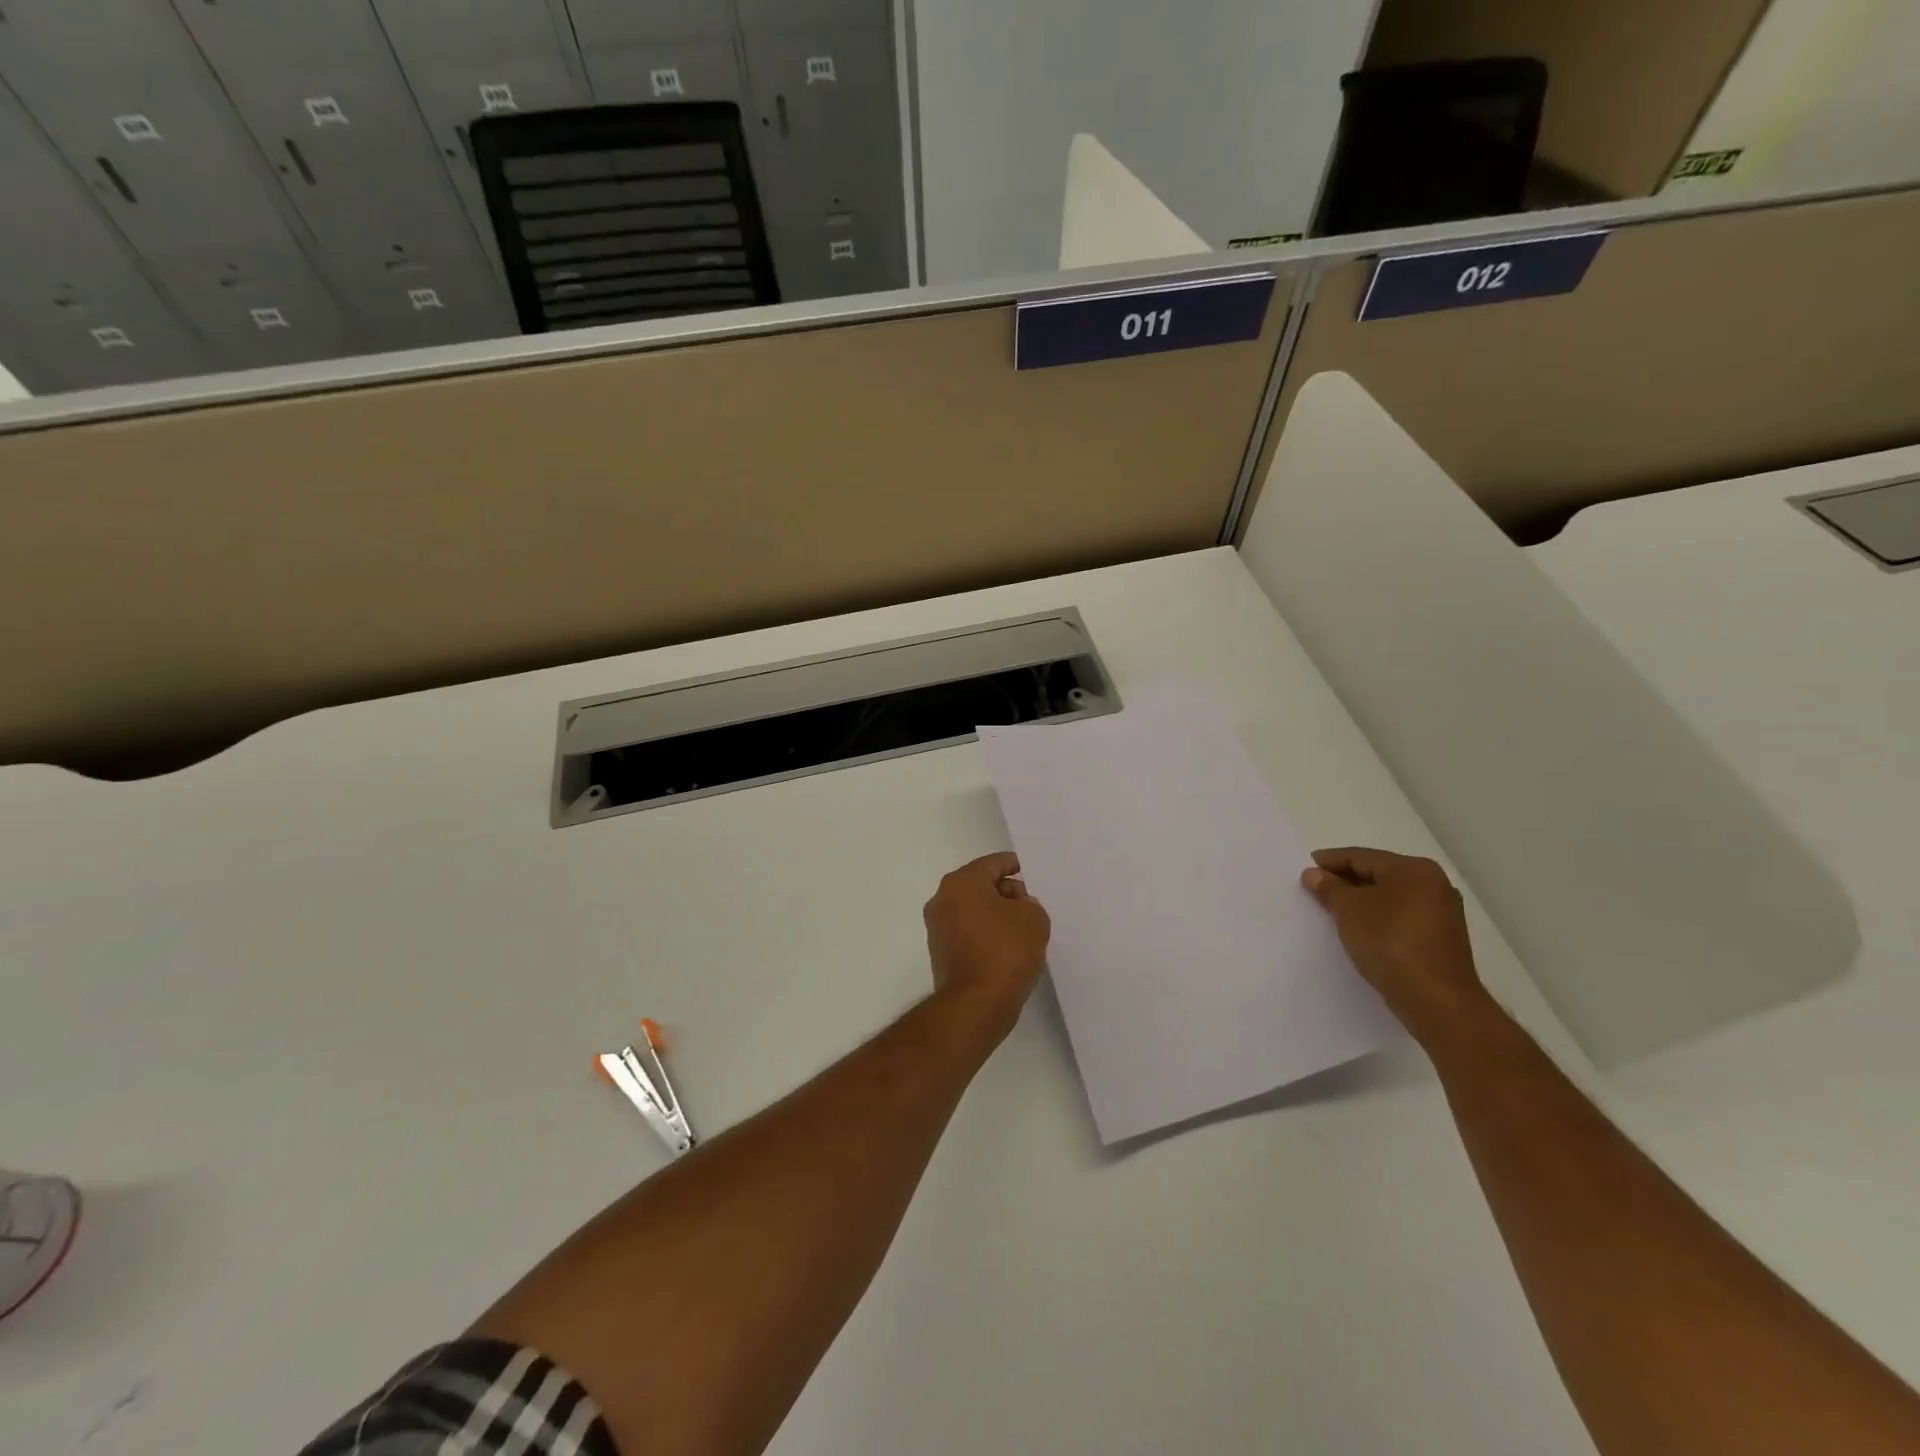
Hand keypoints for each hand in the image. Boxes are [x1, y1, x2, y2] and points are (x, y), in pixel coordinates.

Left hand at [924, 853, 1050, 1037]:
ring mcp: (937, 927)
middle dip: (1005, 891)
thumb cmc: (1005, 951)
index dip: (1013, 865)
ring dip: (995, 914)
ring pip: (972, 909)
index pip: (992, 863)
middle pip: (979, 885)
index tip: (1029, 871)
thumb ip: (1029, 904)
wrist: (976, 1004)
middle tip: (1030, 904)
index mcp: (962, 882)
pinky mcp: (940, 952)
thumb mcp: (1033, 919)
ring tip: (1022, 928)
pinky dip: (985, 933)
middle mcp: (943, 899)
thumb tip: (1017, 908)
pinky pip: (967, 931)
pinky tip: (1006, 947)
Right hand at [1302, 847, 1490, 1043]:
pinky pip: (1400, 918)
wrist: (1436, 1001)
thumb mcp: (1349, 910)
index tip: (1304, 870)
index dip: (1329, 861)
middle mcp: (1433, 884)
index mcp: (1413, 869)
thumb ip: (1329, 888)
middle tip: (1314, 891)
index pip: (1361, 856)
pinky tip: (1359, 932)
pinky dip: (1377, 919)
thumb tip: (1314, 874)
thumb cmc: (1390, 943)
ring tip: (1332, 913)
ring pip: (1389, 898)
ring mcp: (1441, 913)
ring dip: (1361, 903)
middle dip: (1344, 882)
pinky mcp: (1440, 939)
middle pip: (1377, 875)